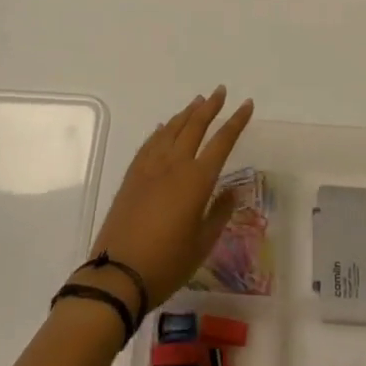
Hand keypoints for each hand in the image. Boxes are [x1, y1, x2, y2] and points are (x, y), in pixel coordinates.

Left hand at [90, 86, 253, 310]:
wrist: (118, 274)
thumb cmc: (167, 263)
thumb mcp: (202, 243)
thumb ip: (218, 214)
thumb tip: (231, 192)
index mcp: (197, 180)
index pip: (222, 142)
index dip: (236, 122)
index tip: (247, 104)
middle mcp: (174, 165)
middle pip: (195, 126)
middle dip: (210, 107)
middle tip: (220, 91)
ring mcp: (150, 168)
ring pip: (171, 130)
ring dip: (186, 114)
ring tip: (197, 101)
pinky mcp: (132, 176)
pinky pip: (150, 144)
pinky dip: (161, 131)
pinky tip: (164, 127)